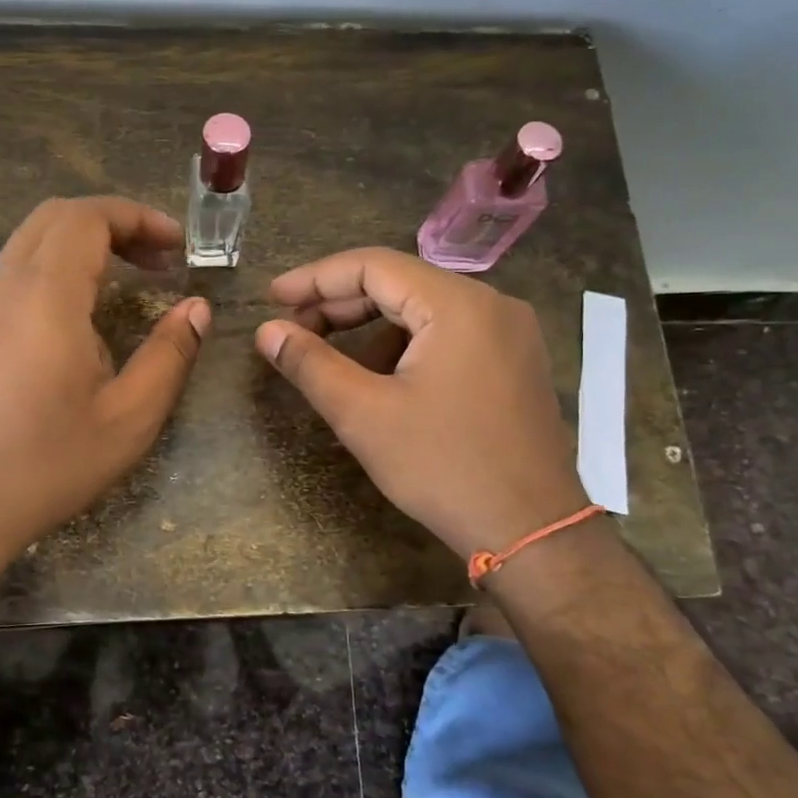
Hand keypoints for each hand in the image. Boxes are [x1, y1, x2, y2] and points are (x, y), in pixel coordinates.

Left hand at [0, 197, 209, 564]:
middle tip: (156, 260)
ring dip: (81, 250)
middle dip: (112, 225)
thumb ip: (169, 356)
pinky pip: (10, 280)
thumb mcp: (128, 419)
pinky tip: (74, 327)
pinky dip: (52, 276)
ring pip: (29, 247)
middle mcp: (2, 288)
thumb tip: (196, 309)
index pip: (88, 217)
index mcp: (46, 297)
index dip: (138, 218)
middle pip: (55, 219)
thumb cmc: (45, 465)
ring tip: (123, 288)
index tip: (176, 244)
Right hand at [255, 248, 586, 558]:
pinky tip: (382, 381)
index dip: (316, 278)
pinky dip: (406, 346)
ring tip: (332, 361)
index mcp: (458, 304)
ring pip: (424, 311)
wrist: (530, 532)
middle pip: (401, 283)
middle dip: (341, 304)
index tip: (272, 299)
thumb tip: (267, 331)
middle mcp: (491, 304)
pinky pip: (449, 335)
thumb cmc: (443, 467)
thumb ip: (310, 364)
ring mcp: (510, 334)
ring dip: (372, 328)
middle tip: (292, 329)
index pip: (373, 266)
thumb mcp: (364, 415)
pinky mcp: (515, 363)